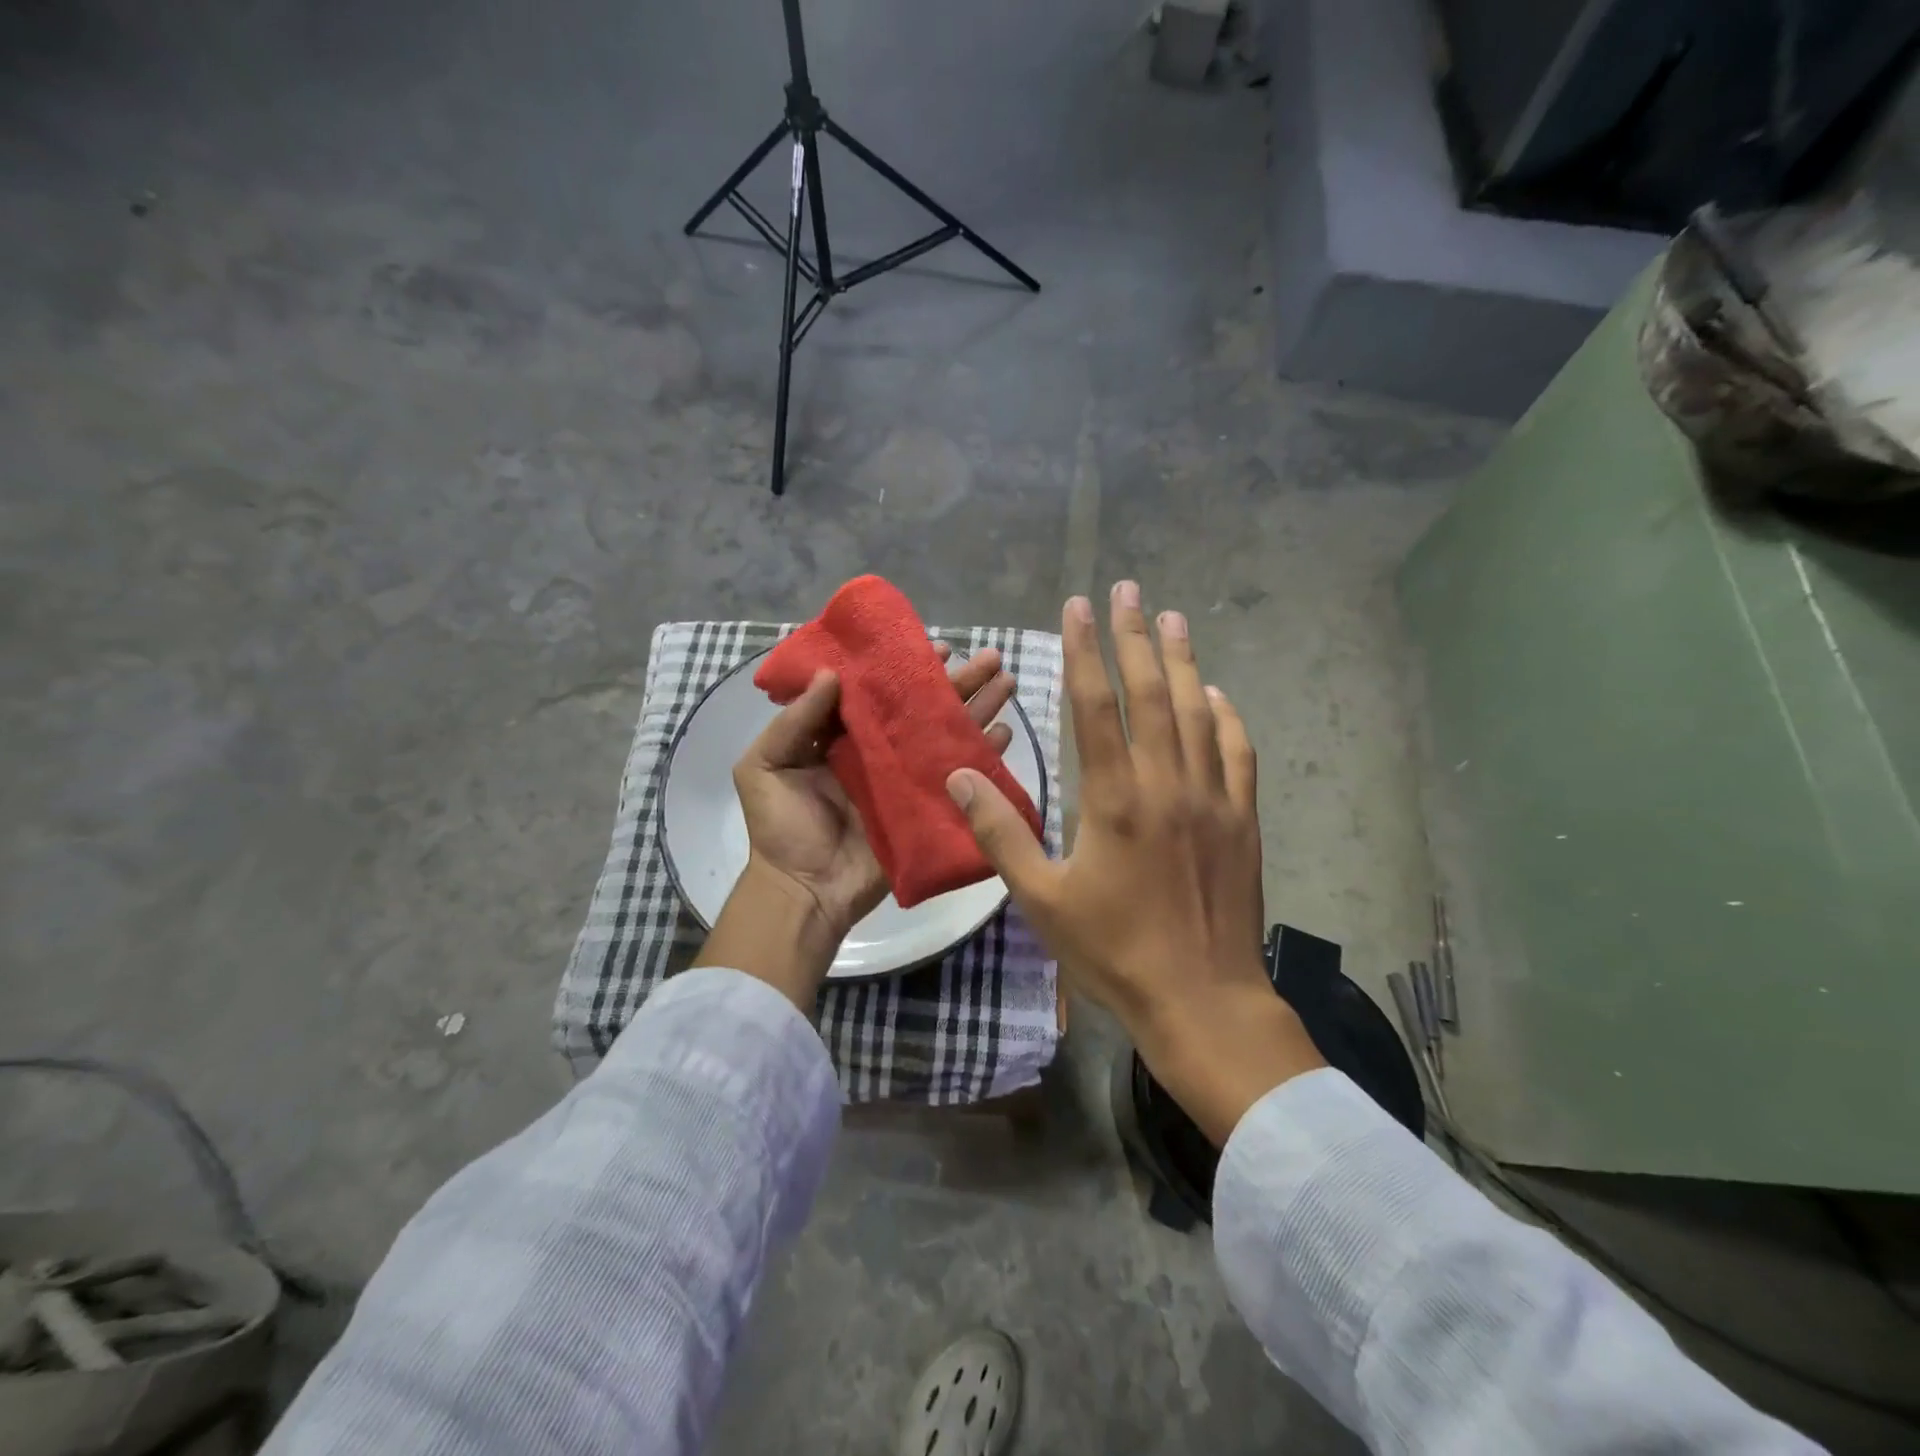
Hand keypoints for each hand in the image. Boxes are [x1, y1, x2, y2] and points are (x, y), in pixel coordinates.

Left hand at [696, 645, 1016, 1007]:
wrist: (804, 891)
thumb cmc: (781, 827)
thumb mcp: (764, 766)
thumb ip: (795, 720)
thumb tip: (834, 674)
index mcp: (843, 735)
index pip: (881, 690)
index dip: (908, 667)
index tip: (938, 647)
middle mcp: (880, 750)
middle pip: (924, 708)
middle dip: (959, 681)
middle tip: (991, 658)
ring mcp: (906, 779)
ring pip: (946, 735)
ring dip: (978, 709)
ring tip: (1007, 682)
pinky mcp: (925, 808)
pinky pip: (958, 777)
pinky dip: (982, 756)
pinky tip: (1005, 733)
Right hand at [946, 582, 1323, 1142]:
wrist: (1202, 999)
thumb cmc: (1114, 951)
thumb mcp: (1042, 899)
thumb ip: (1000, 833)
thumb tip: (959, 778)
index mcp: (1114, 799)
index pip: (1094, 705)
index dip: (1084, 651)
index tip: (1078, 607)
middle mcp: (1166, 784)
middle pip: (1151, 693)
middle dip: (1135, 636)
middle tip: (1128, 588)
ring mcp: (1212, 799)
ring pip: (1198, 713)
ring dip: (1183, 661)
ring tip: (1173, 618)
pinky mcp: (1243, 821)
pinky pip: (1238, 754)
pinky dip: (1228, 717)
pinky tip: (1218, 696)